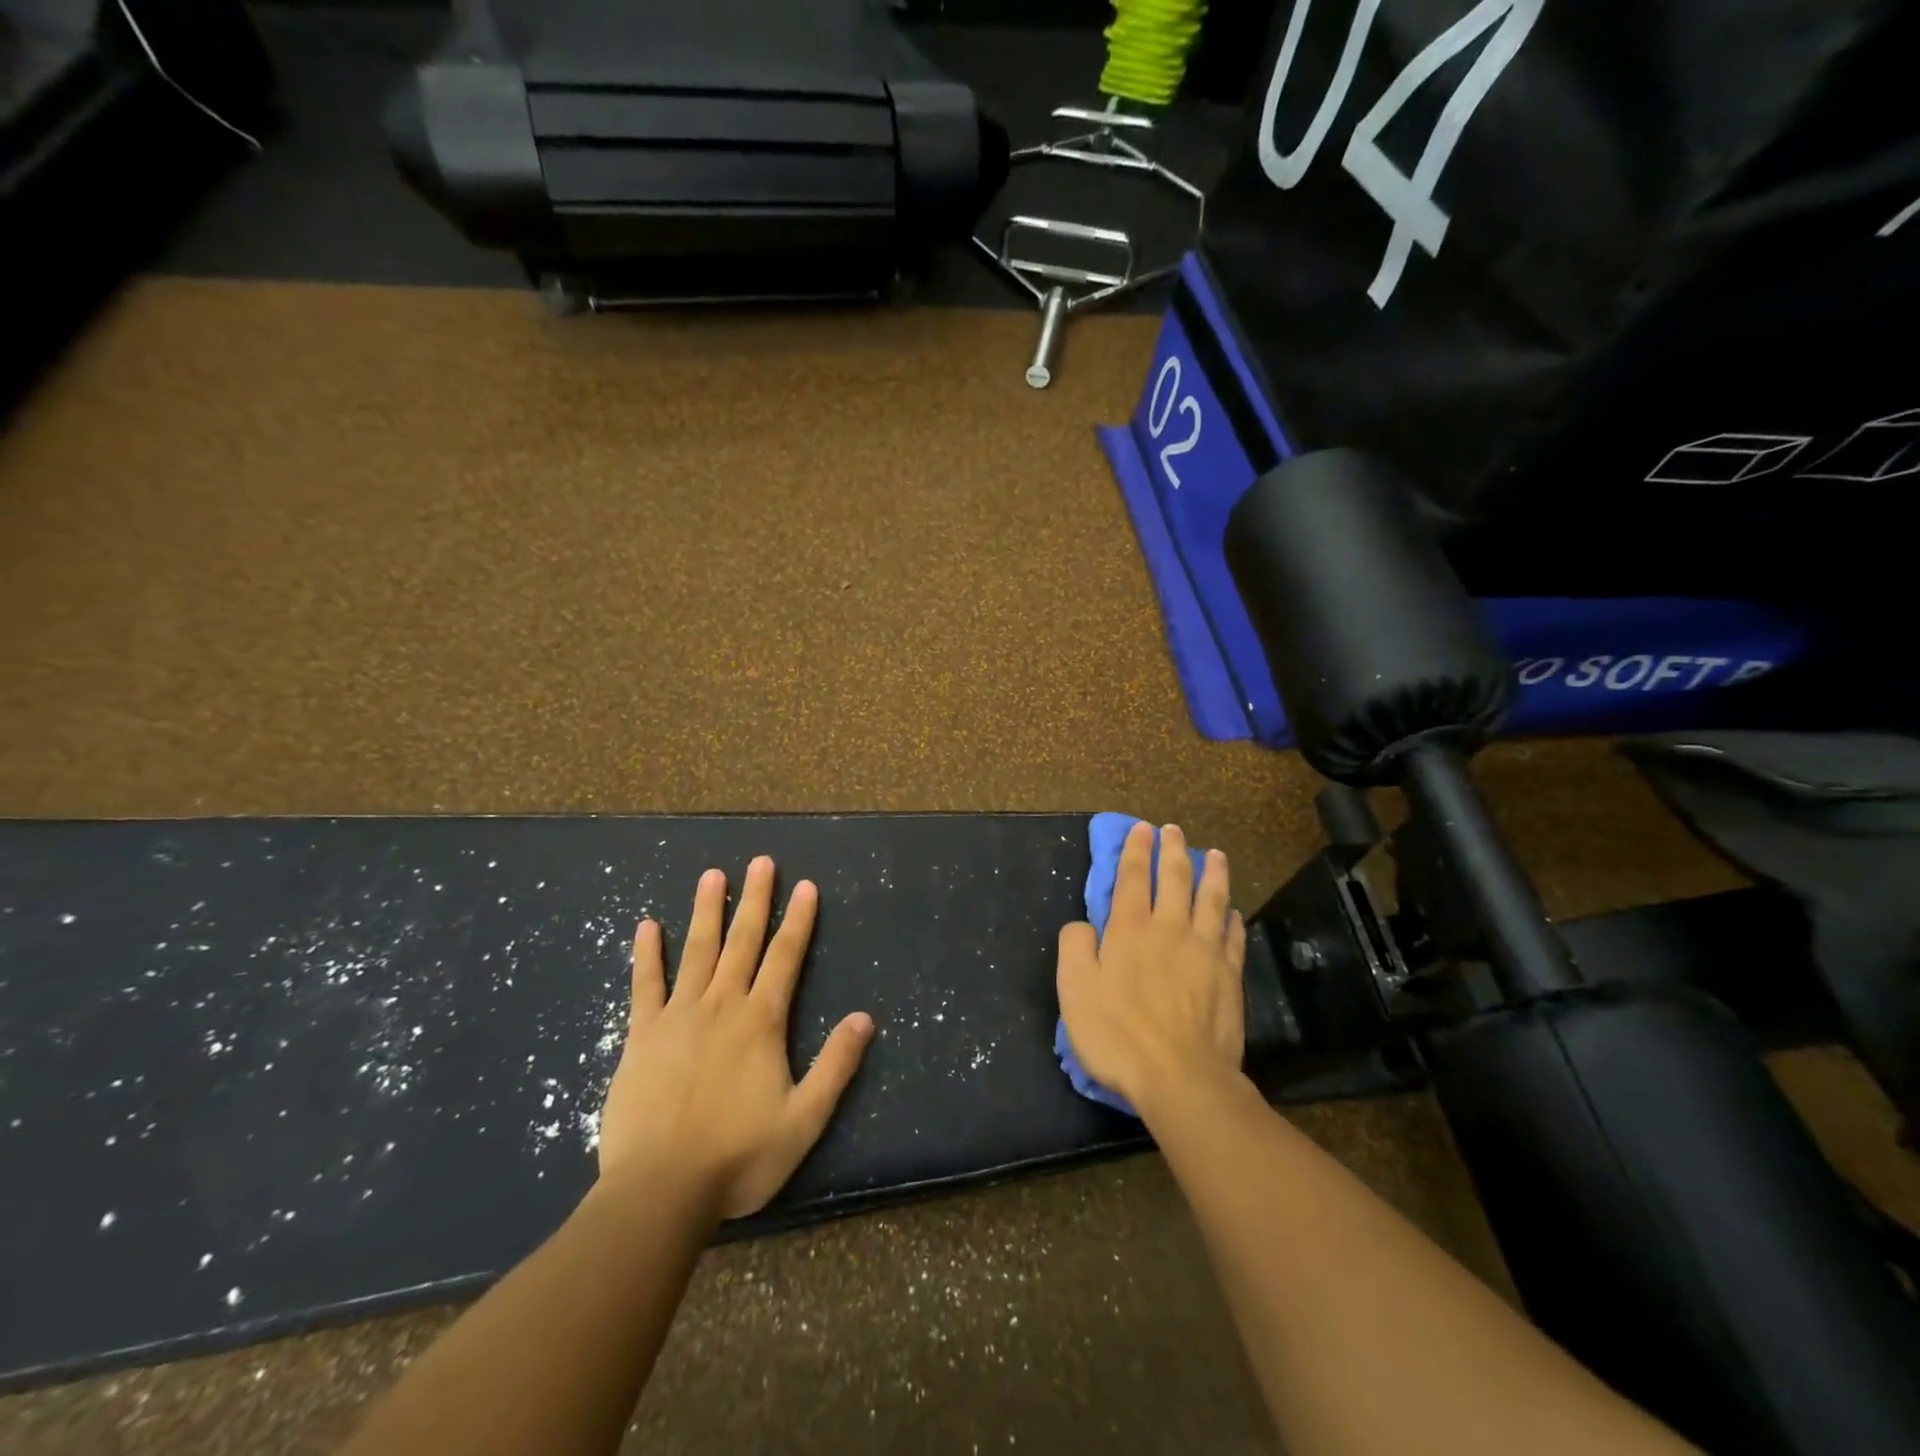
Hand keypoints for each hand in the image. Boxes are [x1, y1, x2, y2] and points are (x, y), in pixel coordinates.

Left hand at [596, 857, 874, 1220]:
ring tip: (712, 875)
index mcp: (762, 1021)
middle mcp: (722, 1005)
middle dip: (755, 899)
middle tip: (761, 861)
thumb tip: (865, 1017)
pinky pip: (645, 985)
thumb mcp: (804, 1119)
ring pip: (697, 951)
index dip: (798, 919)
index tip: (805, 885)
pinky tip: (647, 925)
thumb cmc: (738, 1157)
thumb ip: (836, 1065)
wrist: (659, 1191)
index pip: (786, 957)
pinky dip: (648, 954)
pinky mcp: (641, 1036)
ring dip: (706, 911)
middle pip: (743, 941)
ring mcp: (678, 1016)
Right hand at [1056, 822, 1246, 1115]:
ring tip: (1214, 854)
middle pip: (1174, 878)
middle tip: (1173, 830)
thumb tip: (1082, 925)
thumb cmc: (1119, 1035)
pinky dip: (1232, 918)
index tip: (1141, 829)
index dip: (1135, 850)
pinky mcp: (1230, 976)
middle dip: (1172, 849)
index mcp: (1130, 929)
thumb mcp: (1075, 991)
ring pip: (1211, 899)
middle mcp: (1170, 929)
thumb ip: (1075, 948)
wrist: (1182, 1078)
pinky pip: (1233, 936)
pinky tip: (1233, 911)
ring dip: (1212, 873)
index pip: (1132, 877)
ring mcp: (1205, 951)